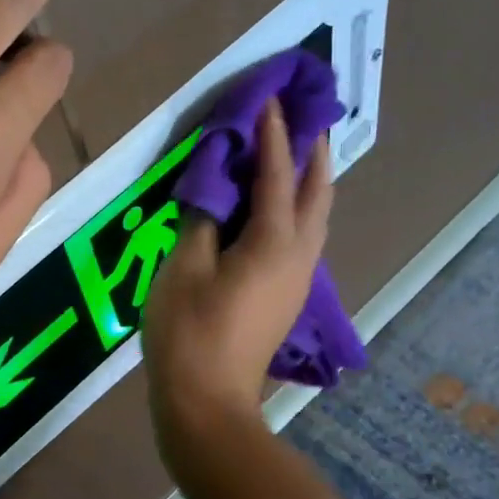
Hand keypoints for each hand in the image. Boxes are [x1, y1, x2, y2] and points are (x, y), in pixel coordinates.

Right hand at [143, 99, 332, 446]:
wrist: (207, 402)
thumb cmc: (188, 332)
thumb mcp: (182, 268)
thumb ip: (201, 218)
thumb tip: (214, 186)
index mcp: (273, 241)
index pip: (276, 173)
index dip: (272, 133)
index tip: (270, 96)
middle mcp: (298, 254)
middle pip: (316, 191)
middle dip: (312, 149)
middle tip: (304, 115)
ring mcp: (297, 279)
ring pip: (316, 216)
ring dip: (310, 179)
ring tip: (297, 153)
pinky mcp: (287, 297)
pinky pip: (303, 237)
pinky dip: (298, 208)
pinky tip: (278, 208)